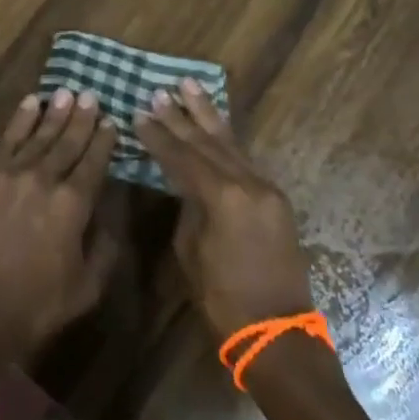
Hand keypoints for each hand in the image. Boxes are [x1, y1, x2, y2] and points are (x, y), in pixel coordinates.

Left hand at [0, 88, 117, 365]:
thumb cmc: (32, 308)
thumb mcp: (84, 290)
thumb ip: (104, 251)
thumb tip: (110, 219)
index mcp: (73, 205)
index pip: (93, 164)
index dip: (103, 142)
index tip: (111, 121)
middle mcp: (44, 180)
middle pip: (67, 142)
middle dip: (81, 118)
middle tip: (90, 95)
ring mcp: (10, 174)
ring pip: (38, 135)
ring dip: (54, 113)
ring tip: (66, 92)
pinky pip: (6, 140)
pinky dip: (20, 120)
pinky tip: (30, 103)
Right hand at [136, 80, 314, 339]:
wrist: (278, 333)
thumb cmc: (224, 299)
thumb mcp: (191, 252)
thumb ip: (188, 209)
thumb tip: (185, 185)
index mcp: (223, 197)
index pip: (183, 156)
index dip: (159, 136)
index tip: (139, 113)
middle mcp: (247, 183)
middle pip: (207, 142)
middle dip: (181, 116)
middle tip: (160, 91)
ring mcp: (266, 188)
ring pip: (230, 142)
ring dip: (207, 115)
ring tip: (190, 86)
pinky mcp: (275, 198)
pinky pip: (245, 158)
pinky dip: (226, 138)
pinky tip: (215, 124)